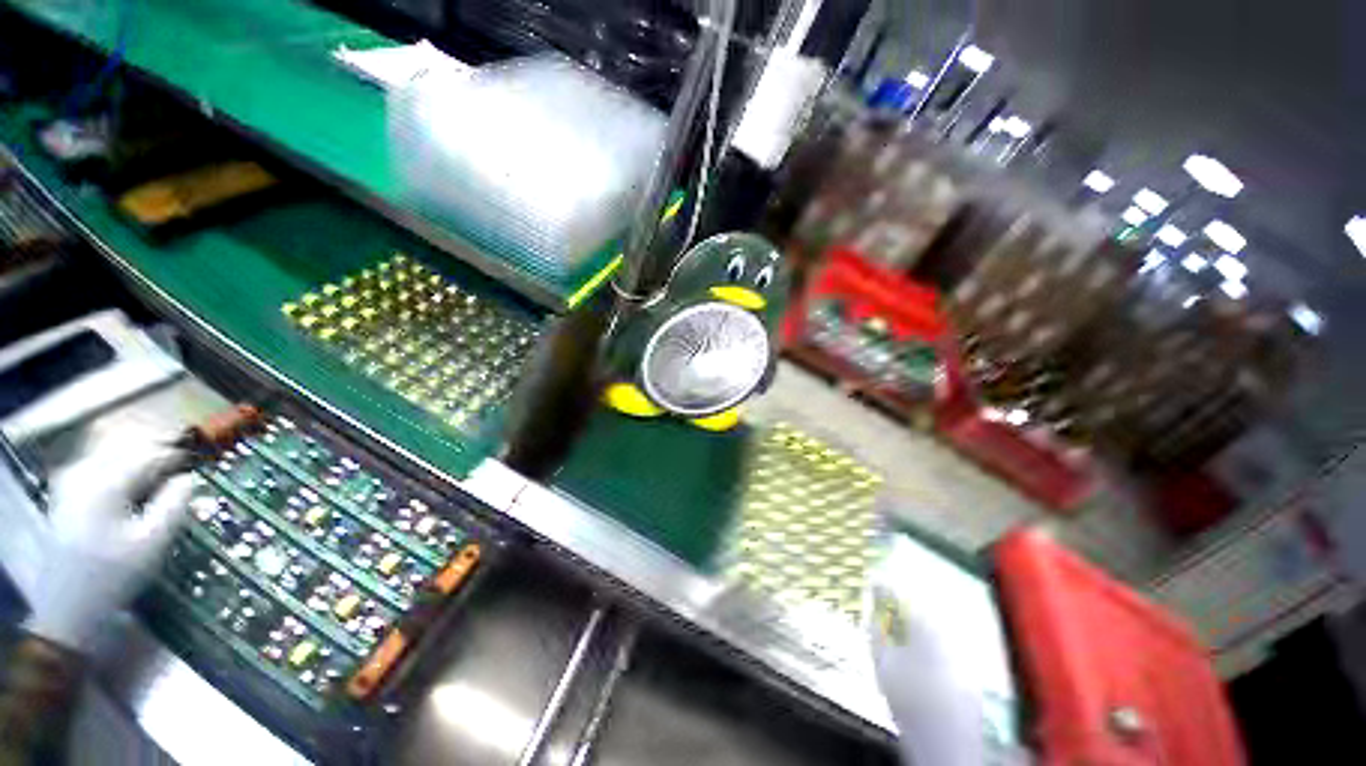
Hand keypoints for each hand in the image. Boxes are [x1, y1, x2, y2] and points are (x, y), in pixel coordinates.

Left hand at [24, 440, 194, 649]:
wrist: (70, 604)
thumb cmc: (116, 573)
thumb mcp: (154, 542)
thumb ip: (175, 504)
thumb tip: (190, 478)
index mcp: (106, 483)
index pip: (149, 455)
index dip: (178, 456)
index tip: (201, 463)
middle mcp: (84, 473)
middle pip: (128, 451)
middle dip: (157, 458)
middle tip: (183, 471)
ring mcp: (70, 483)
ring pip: (113, 458)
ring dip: (139, 465)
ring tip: (162, 480)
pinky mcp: (66, 494)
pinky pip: (99, 469)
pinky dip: (121, 473)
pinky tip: (133, 490)